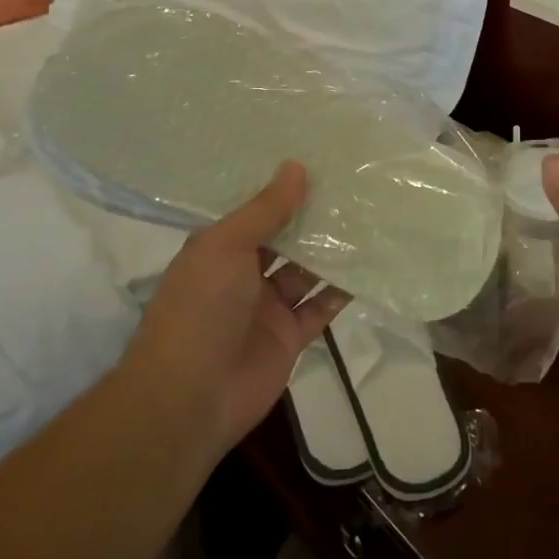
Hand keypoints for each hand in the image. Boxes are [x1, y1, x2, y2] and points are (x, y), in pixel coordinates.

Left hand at [123, 162, 346, 458]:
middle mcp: (243, 273)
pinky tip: (370, 266)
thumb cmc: (200, 308)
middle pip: (285, 239)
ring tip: (368, 218)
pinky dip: (342, 290)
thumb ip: (266, 209)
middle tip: (353, 184)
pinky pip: (321, 308)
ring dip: (332, 251)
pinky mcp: (290, 337)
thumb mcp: (227, 246)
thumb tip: (296, 166)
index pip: (255, 211)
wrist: (189, 398)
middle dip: (313, 217)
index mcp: (219, 248)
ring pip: (306, 271)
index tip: (317, 160)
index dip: (282, 188)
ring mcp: (267, 307)